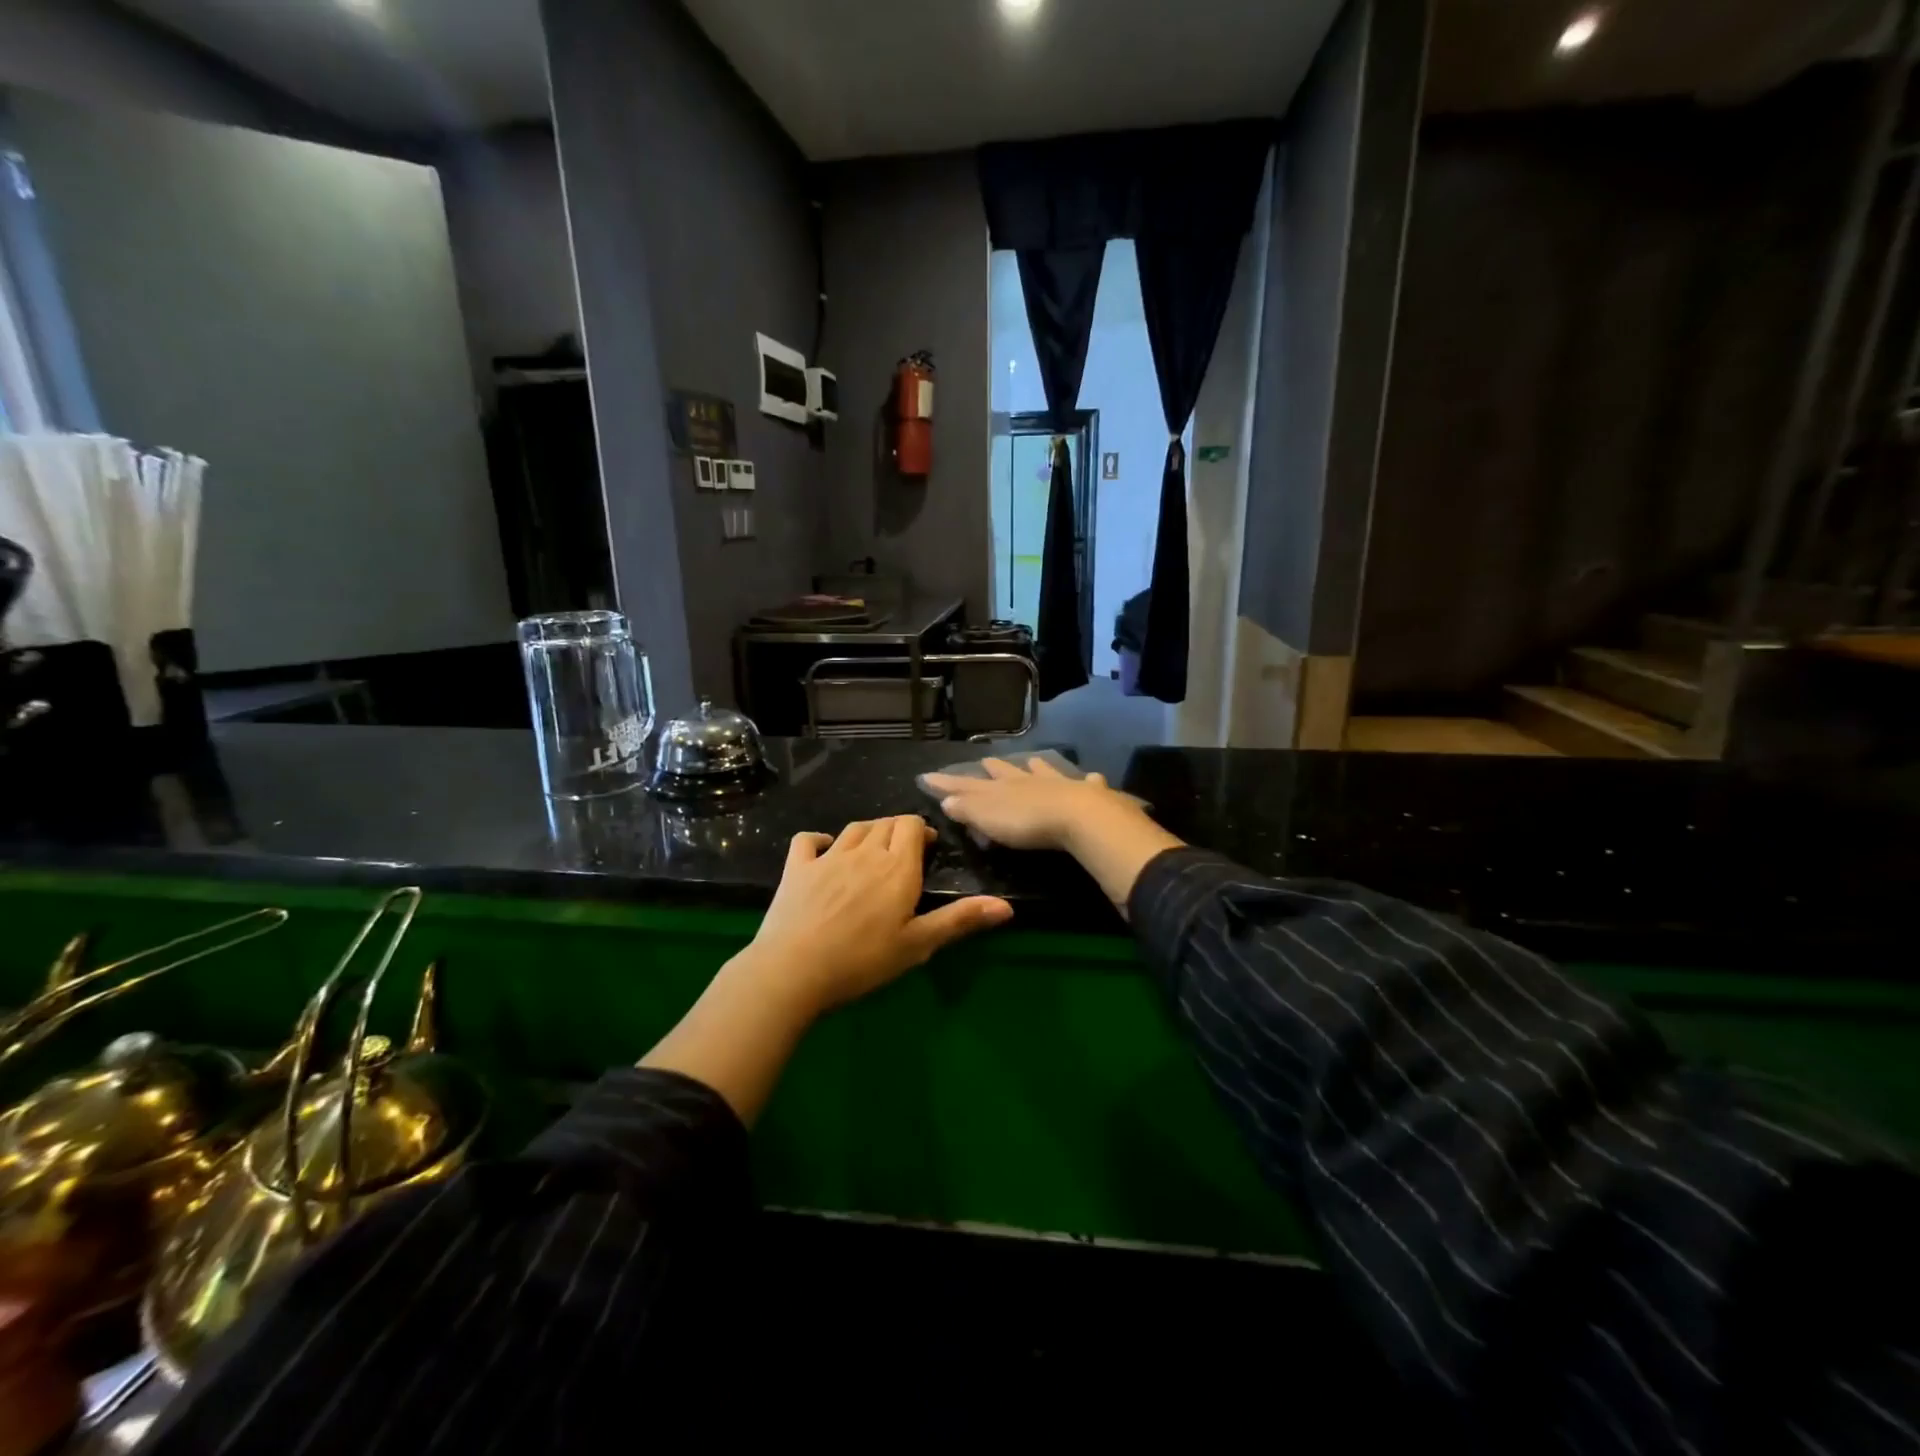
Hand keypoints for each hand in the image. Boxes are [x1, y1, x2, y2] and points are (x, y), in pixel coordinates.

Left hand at [742, 814, 1012, 1013]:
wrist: (795, 969)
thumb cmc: (864, 960)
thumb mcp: (919, 944)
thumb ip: (960, 920)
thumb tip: (1007, 906)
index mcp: (897, 867)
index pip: (911, 825)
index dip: (920, 830)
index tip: (926, 847)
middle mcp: (864, 852)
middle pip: (885, 823)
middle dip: (898, 830)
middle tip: (903, 853)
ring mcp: (827, 858)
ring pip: (853, 828)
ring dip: (867, 832)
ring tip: (873, 850)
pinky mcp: (797, 868)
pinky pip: (808, 840)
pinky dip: (819, 840)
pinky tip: (824, 851)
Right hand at [925, 758, 1184, 915]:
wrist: (1077, 816)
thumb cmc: (1026, 821)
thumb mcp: (988, 818)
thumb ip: (967, 808)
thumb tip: (946, 800)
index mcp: (1001, 789)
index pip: (967, 784)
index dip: (948, 782)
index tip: (928, 775)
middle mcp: (1028, 781)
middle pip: (1007, 773)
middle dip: (995, 769)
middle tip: (987, 761)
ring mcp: (1059, 784)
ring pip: (1044, 772)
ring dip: (1037, 768)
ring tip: (1033, 760)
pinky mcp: (1087, 794)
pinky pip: (1087, 784)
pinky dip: (1088, 780)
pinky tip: (1093, 777)